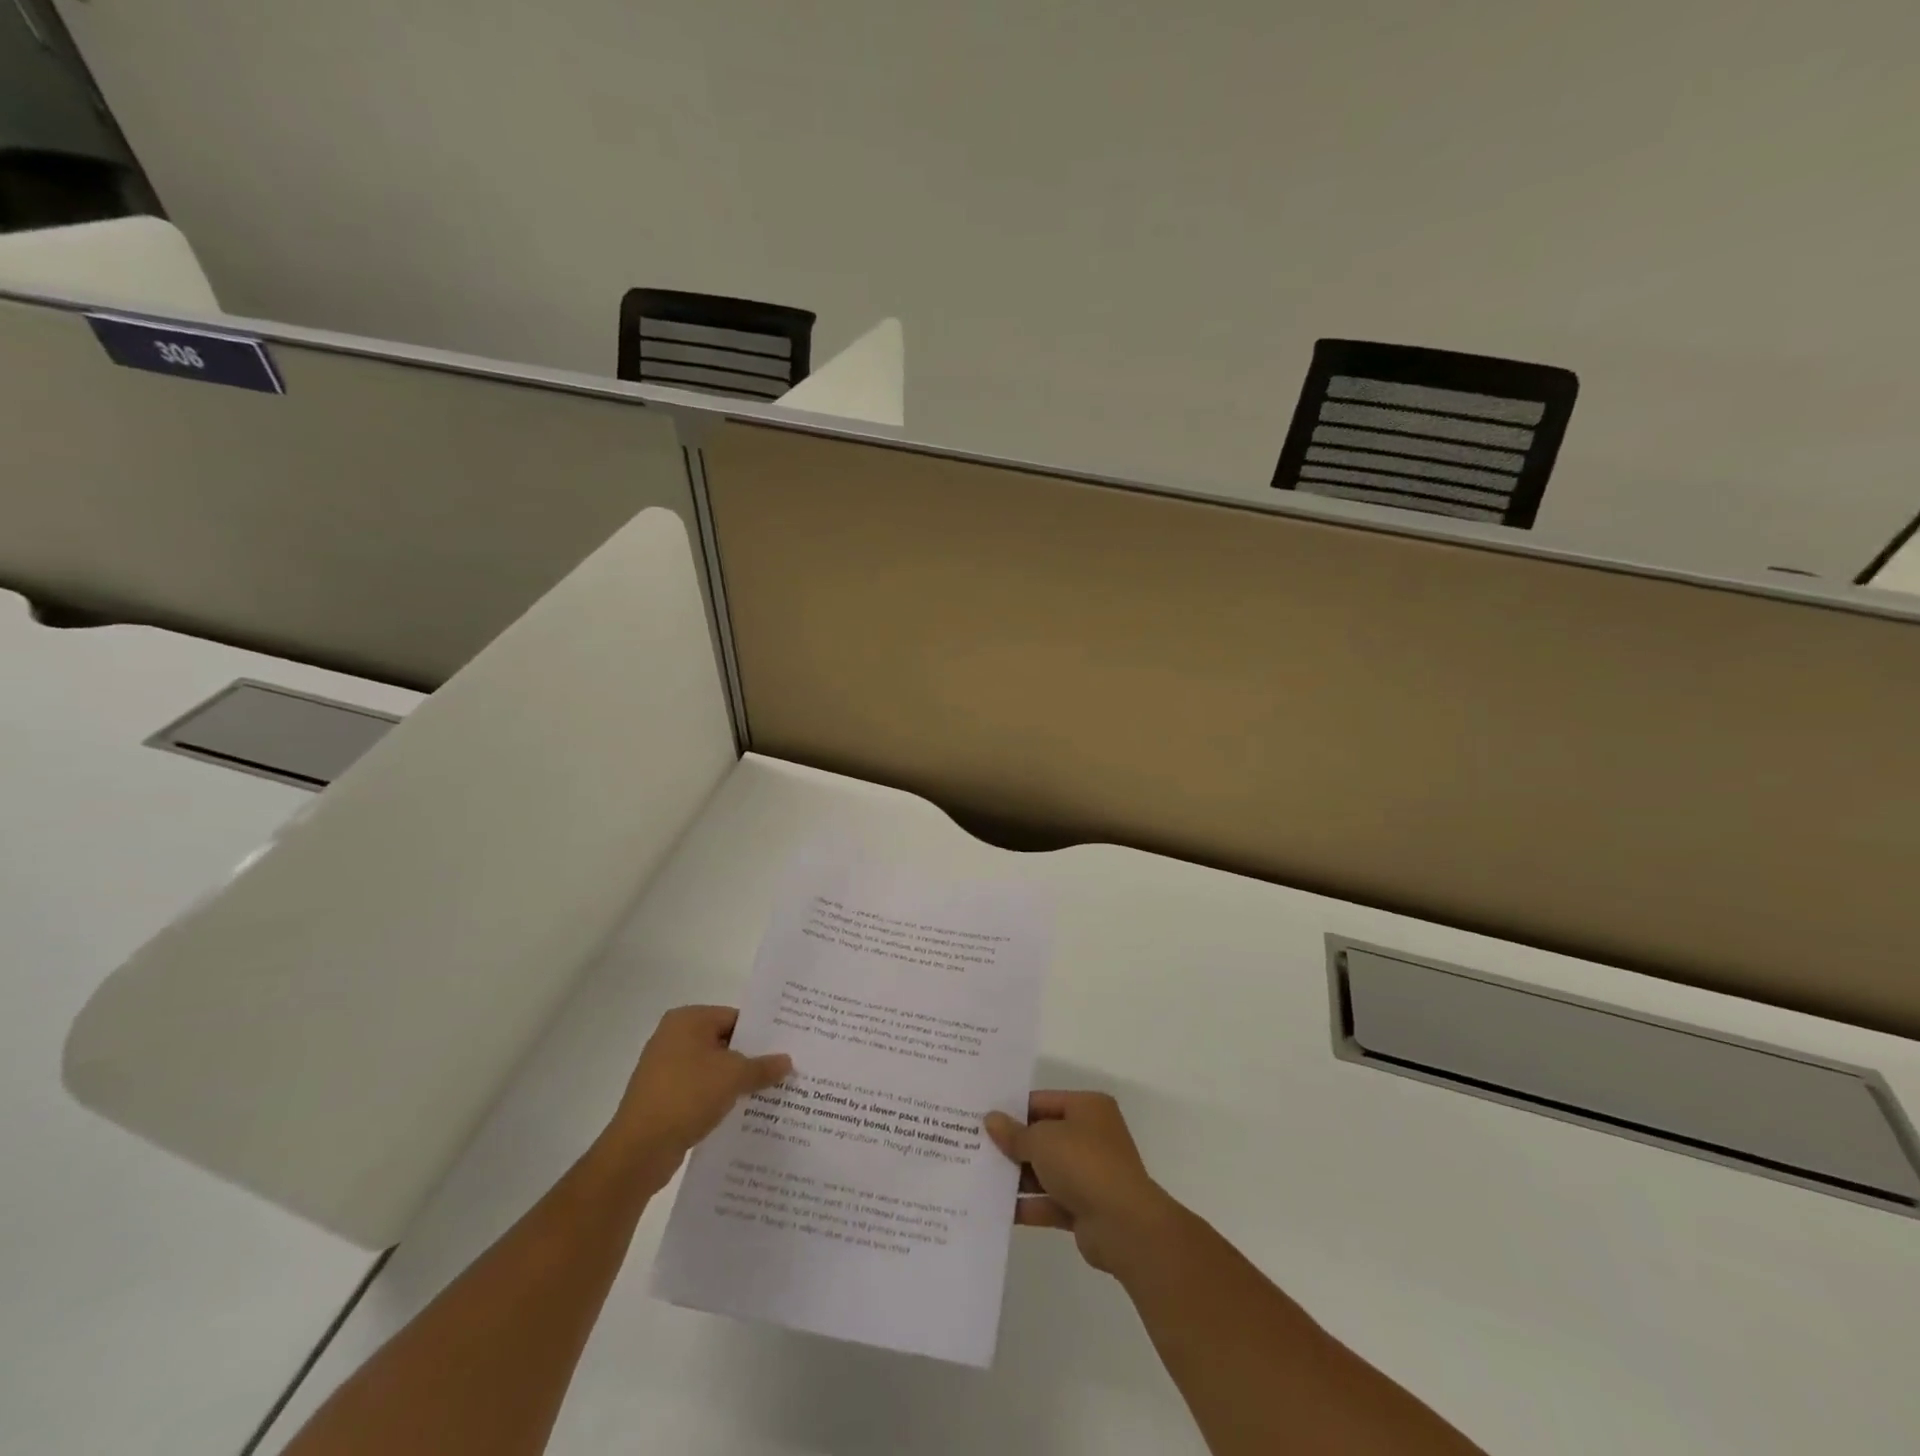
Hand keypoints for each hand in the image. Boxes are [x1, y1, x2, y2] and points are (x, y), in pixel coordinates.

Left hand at [603, 1006, 790, 1182]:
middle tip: (784, 1069)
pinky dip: (718, 1097)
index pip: (735, 1017)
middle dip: (751, 1058)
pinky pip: (699, 1089)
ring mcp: (664, 1068)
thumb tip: (787, 1061)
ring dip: (736, 1080)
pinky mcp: (662, 1097)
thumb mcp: (734, 1077)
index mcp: (688, 1020)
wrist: (638, 1150)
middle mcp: (673, 1037)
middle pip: (724, 1042)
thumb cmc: (687, 1096)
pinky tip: (742, 1111)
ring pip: (712, 1068)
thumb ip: (763, 1066)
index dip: (762, 1033)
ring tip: (769, 1092)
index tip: (786, 1046)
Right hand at [985, 1091, 1180, 1274]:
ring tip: (979, 1177)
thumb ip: (1014, 1133)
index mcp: (1088, 1108)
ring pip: (1046, 1170)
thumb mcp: (1042, 1140)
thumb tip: (991, 1120)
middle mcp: (1091, 1136)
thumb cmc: (1083, 1164)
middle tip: (975, 1147)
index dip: (1013, 1110)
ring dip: (1017, 1176)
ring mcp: (1090, 1173)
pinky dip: (1028, 1205)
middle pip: (1044, 1136)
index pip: (1043, 1101)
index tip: (983, 1119)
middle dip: (1013, 1145)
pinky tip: (997, 1208)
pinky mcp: (1085, 1207)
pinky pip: (1050, 1201)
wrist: (1124, 1225)